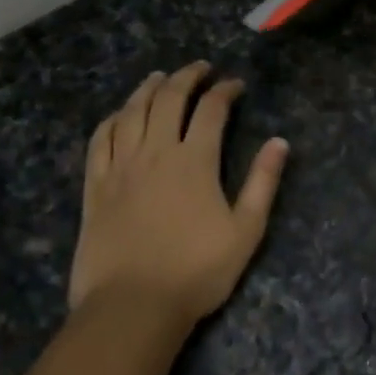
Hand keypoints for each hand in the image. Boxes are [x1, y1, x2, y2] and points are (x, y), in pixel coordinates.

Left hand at [70, 62, 288, 326]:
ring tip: (159, 78)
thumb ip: (263, 182)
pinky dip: (112, 119)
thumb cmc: (197, 271)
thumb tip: (279, 141)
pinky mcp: (95, 186)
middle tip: (200, 68)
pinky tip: (119, 114)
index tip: (235, 84)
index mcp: (195, 160)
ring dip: (148, 89)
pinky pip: (100, 140)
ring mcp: (121, 167)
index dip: (225, 90)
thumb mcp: (245, 231)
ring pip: (132, 112)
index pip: (211, 109)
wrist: (133, 307)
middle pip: (168, 99)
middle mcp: (156, 152)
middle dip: (187, 77)